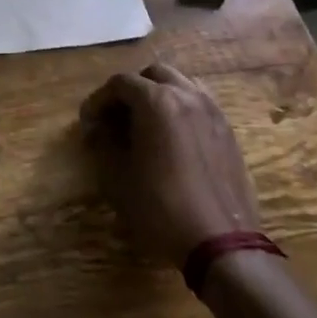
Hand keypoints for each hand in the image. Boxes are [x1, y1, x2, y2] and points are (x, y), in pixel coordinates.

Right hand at [80, 62, 257, 267]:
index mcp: (157, 101)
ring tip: (145, 122)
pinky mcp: (228, 132)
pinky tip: (171, 137)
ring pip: (181, 84)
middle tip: (116, 117)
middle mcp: (187, 96)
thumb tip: (98, 129)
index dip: (98, 100)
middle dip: (130, 90)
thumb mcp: (117, 176)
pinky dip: (181, 108)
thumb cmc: (161, 207)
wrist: (221, 242)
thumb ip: (104, 142)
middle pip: (153, 74)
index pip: (120, 83)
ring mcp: (213, 112)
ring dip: (159, 94)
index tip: (88, 122)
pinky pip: (200, 104)